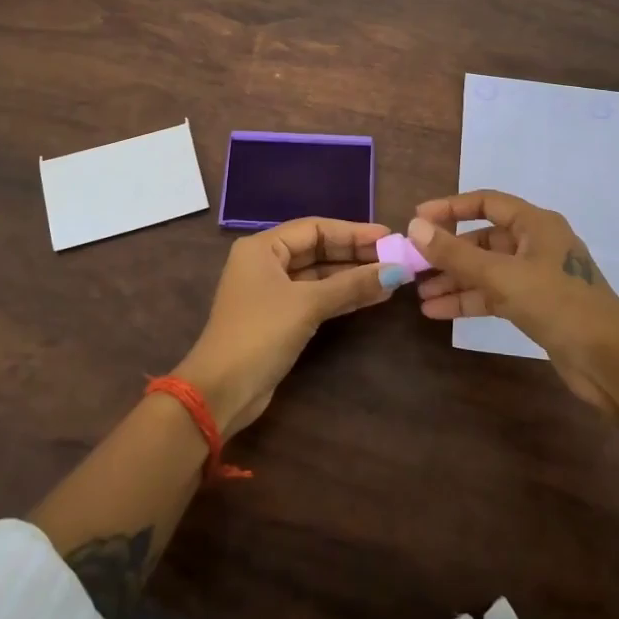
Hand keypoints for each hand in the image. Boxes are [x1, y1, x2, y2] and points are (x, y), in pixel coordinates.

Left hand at [176, 217, 412, 436]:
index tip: (388, 237)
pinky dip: (342, 296)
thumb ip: (352, 285)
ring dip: (352, 276)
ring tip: (392, 277)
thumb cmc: (260, 333)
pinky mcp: (280, 318)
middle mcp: (265, 263)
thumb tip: (396, 271)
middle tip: (395, 257)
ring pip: (319, 275)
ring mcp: (272, 292)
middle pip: (317, 249)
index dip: (352, 231)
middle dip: (355, 254)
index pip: (315, 228)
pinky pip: (316, 297)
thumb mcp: (308, 304)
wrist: (222, 390)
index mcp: (262, 247)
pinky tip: (372, 297)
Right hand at [406, 190, 618, 407]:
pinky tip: (438, 312)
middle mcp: (536, 244)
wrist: (610, 361)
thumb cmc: (558, 305)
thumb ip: (455, 253)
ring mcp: (537, 276)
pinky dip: (469, 300)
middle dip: (448, 252)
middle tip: (414, 264)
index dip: (450, 208)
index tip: (417, 220)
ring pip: (486, 270)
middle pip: (483, 239)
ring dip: (454, 280)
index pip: (486, 202)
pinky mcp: (537, 305)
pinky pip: (495, 294)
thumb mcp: (501, 276)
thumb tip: (414, 227)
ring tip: (420, 295)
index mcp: (536, 224)